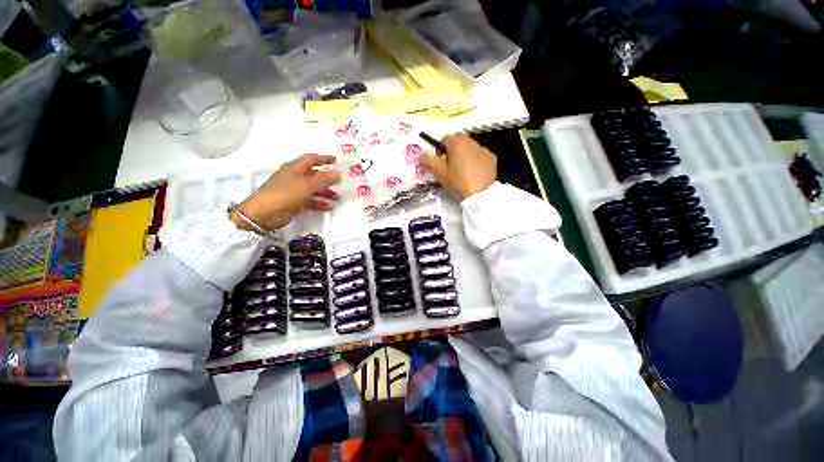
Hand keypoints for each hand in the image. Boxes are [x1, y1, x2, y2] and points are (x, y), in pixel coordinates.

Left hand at [231, 154, 341, 231]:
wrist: (265, 213)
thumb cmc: (285, 194)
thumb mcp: (307, 185)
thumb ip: (323, 179)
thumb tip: (337, 174)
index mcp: (294, 168)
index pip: (311, 159)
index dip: (323, 159)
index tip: (335, 160)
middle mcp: (293, 177)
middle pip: (313, 175)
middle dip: (326, 178)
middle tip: (338, 181)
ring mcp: (293, 190)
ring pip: (312, 189)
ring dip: (325, 192)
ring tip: (336, 197)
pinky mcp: (293, 202)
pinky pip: (309, 200)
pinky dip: (319, 202)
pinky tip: (328, 206)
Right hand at [420, 134, 496, 199]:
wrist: (481, 194)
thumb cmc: (458, 182)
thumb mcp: (441, 174)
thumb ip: (430, 161)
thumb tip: (422, 152)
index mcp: (457, 144)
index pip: (444, 138)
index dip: (439, 149)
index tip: (440, 162)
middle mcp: (471, 142)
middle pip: (458, 140)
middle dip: (452, 150)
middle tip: (451, 166)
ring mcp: (483, 149)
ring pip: (470, 147)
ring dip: (464, 154)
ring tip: (463, 170)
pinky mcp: (491, 157)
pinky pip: (480, 154)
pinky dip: (476, 159)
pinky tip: (475, 172)